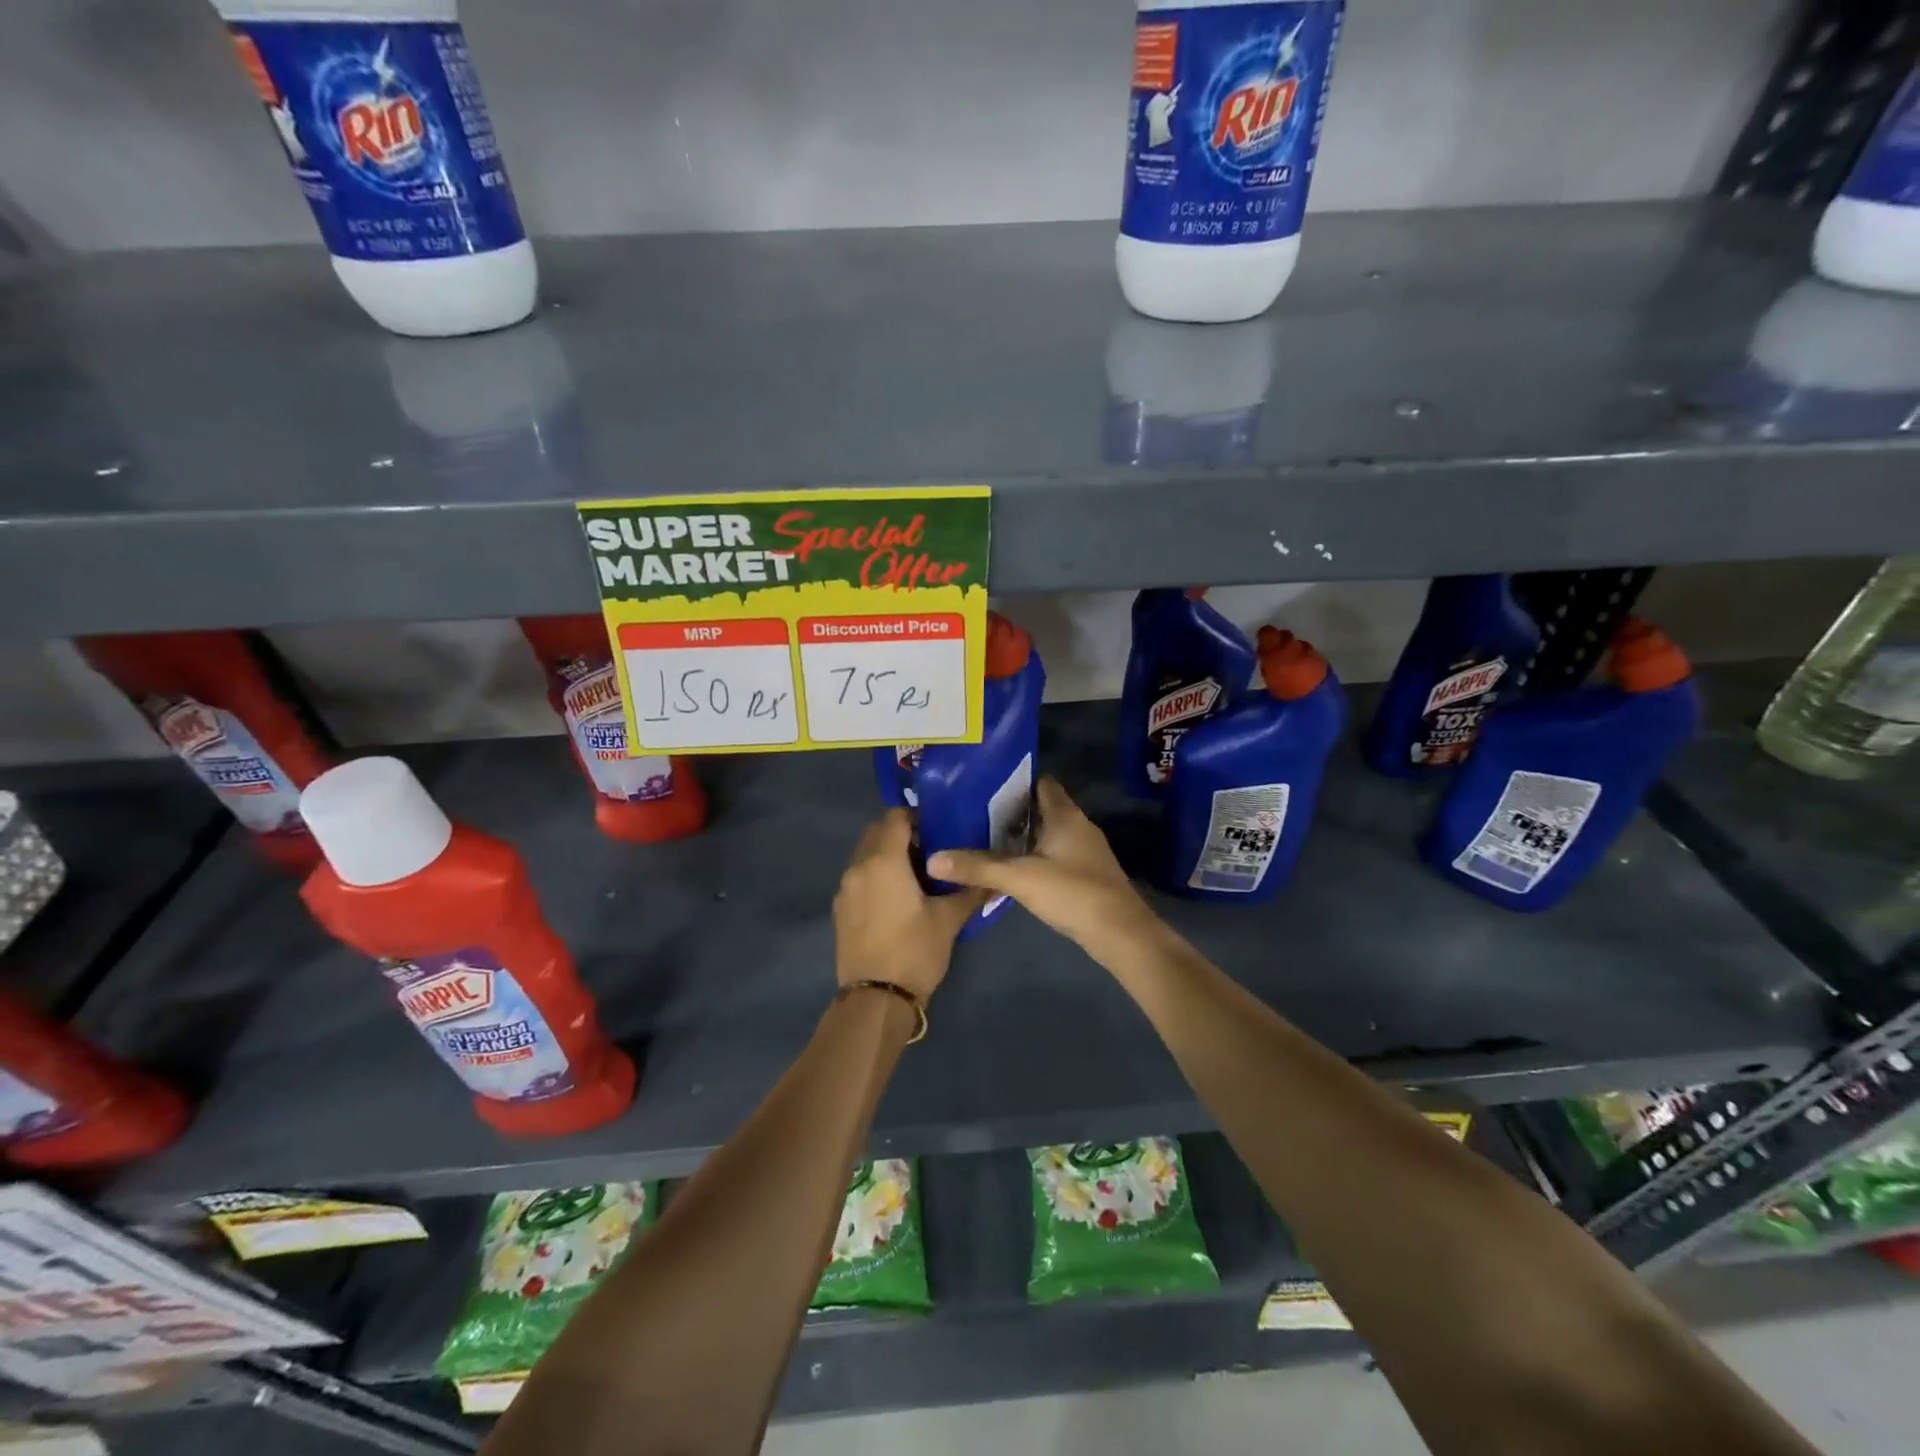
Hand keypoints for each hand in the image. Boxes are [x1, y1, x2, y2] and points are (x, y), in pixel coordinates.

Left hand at [833, 809, 984, 999]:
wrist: (875, 999)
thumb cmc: (915, 951)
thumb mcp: (949, 920)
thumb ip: (970, 892)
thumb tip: (994, 879)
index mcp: (883, 861)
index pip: (895, 818)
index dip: (917, 817)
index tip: (938, 830)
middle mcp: (858, 867)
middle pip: (876, 832)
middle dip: (901, 834)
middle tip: (930, 851)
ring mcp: (845, 889)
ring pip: (865, 855)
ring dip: (886, 854)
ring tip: (915, 875)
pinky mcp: (840, 909)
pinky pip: (858, 877)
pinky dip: (874, 875)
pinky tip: (896, 898)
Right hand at [927, 779, 1155, 948]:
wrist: (1120, 933)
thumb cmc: (1072, 893)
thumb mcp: (1019, 878)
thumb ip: (977, 867)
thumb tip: (933, 859)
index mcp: (1065, 815)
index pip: (1041, 782)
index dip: (1015, 781)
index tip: (983, 786)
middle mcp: (1079, 825)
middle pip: (1042, 808)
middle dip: (1012, 810)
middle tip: (975, 814)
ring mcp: (1086, 851)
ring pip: (1049, 833)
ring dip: (1024, 836)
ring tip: (986, 839)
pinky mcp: (1087, 874)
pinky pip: (1056, 854)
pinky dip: (1035, 856)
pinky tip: (1014, 869)